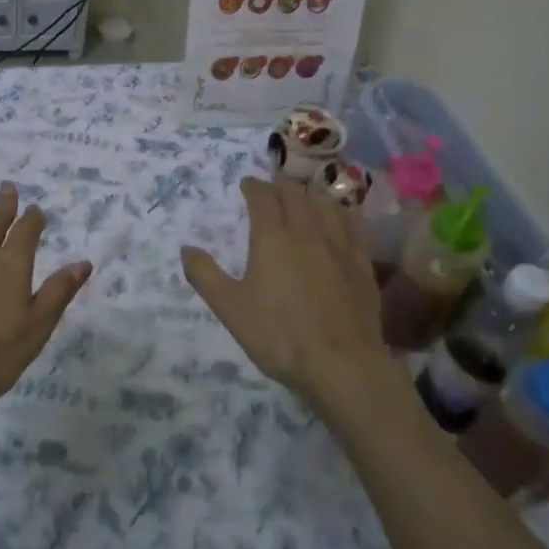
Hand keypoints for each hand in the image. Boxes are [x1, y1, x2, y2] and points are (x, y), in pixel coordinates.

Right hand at [182, 177, 403, 413]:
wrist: (341, 364)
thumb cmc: (279, 335)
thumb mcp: (230, 308)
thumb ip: (205, 275)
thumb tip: (186, 249)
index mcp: (272, 236)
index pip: (262, 196)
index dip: (253, 186)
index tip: (246, 184)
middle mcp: (307, 229)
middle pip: (295, 193)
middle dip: (280, 185)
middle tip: (272, 188)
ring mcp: (339, 244)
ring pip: (326, 202)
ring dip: (310, 194)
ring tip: (304, 197)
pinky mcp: (362, 262)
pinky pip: (352, 223)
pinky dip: (339, 212)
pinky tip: (338, 220)